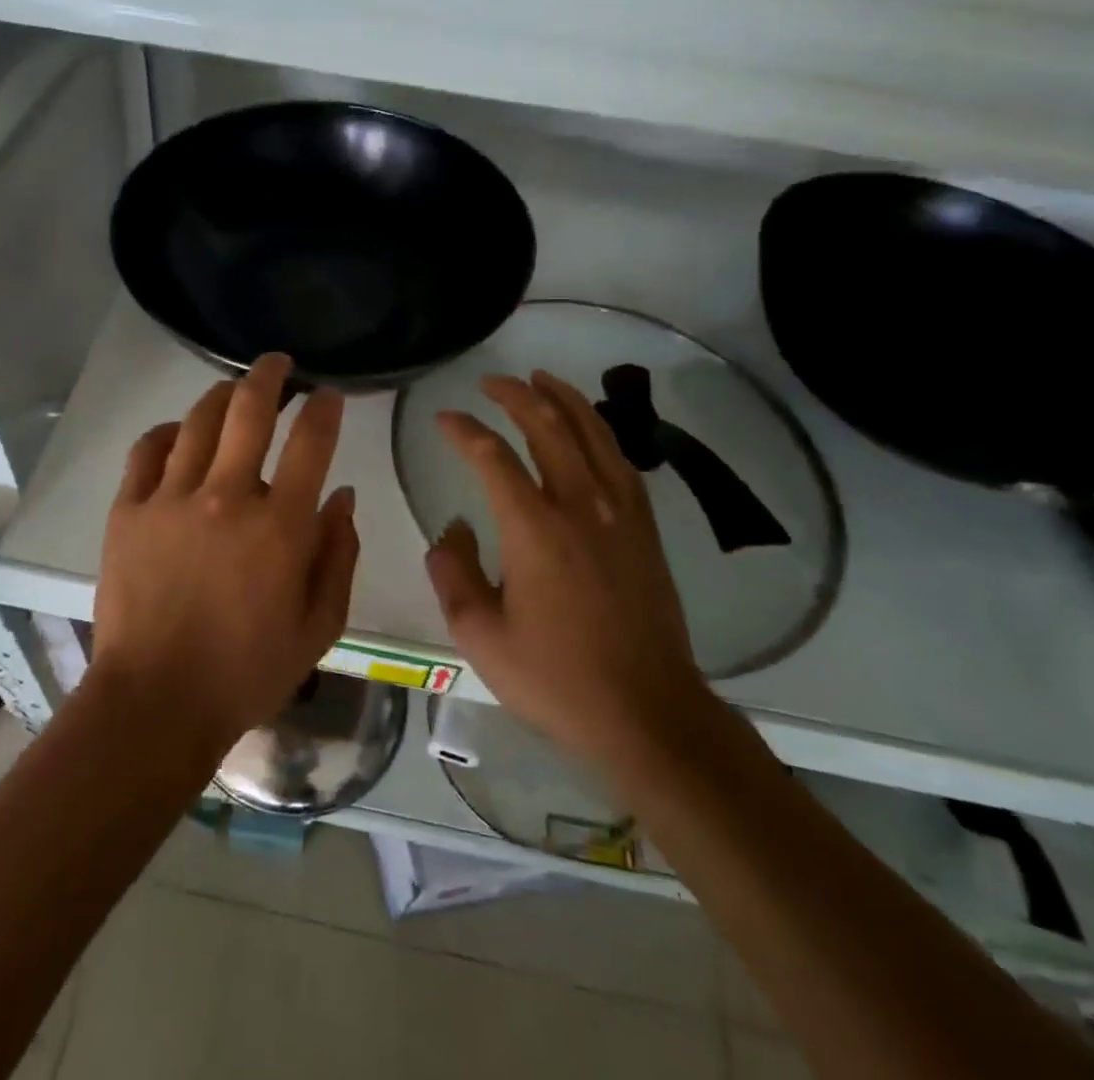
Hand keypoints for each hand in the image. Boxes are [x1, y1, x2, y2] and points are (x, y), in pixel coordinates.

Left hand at [90, 353, 357, 754]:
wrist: (156, 703)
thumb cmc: (247, 671)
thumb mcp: (319, 626)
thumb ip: (338, 555)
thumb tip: (343, 496)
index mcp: (280, 526)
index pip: (311, 442)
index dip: (324, 408)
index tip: (329, 395)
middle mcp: (227, 497)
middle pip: (249, 410)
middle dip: (270, 376)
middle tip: (279, 364)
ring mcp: (171, 499)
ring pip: (198, 420)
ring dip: (221, 395)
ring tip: (233, 389)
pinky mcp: (128, 511)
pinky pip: (147, 450)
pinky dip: (166, 431)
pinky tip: (178, 432)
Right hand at [425, 370, 710, 766]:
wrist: (648, 714)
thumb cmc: (557, 679)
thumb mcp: (481, 637)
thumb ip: (454, 575)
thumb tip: (451, 533)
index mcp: (534, 529)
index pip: (492, 457)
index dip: (464, 430)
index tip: (444, 418)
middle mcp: (579, 506)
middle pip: (548, 428)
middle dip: (517, 396)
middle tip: (491, 381)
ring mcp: (620, 514)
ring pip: (592, 434)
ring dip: (564, 400)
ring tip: (542, 379)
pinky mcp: (645, 530)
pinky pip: (621, 461)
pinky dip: (600, 432)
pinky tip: (590, 430)